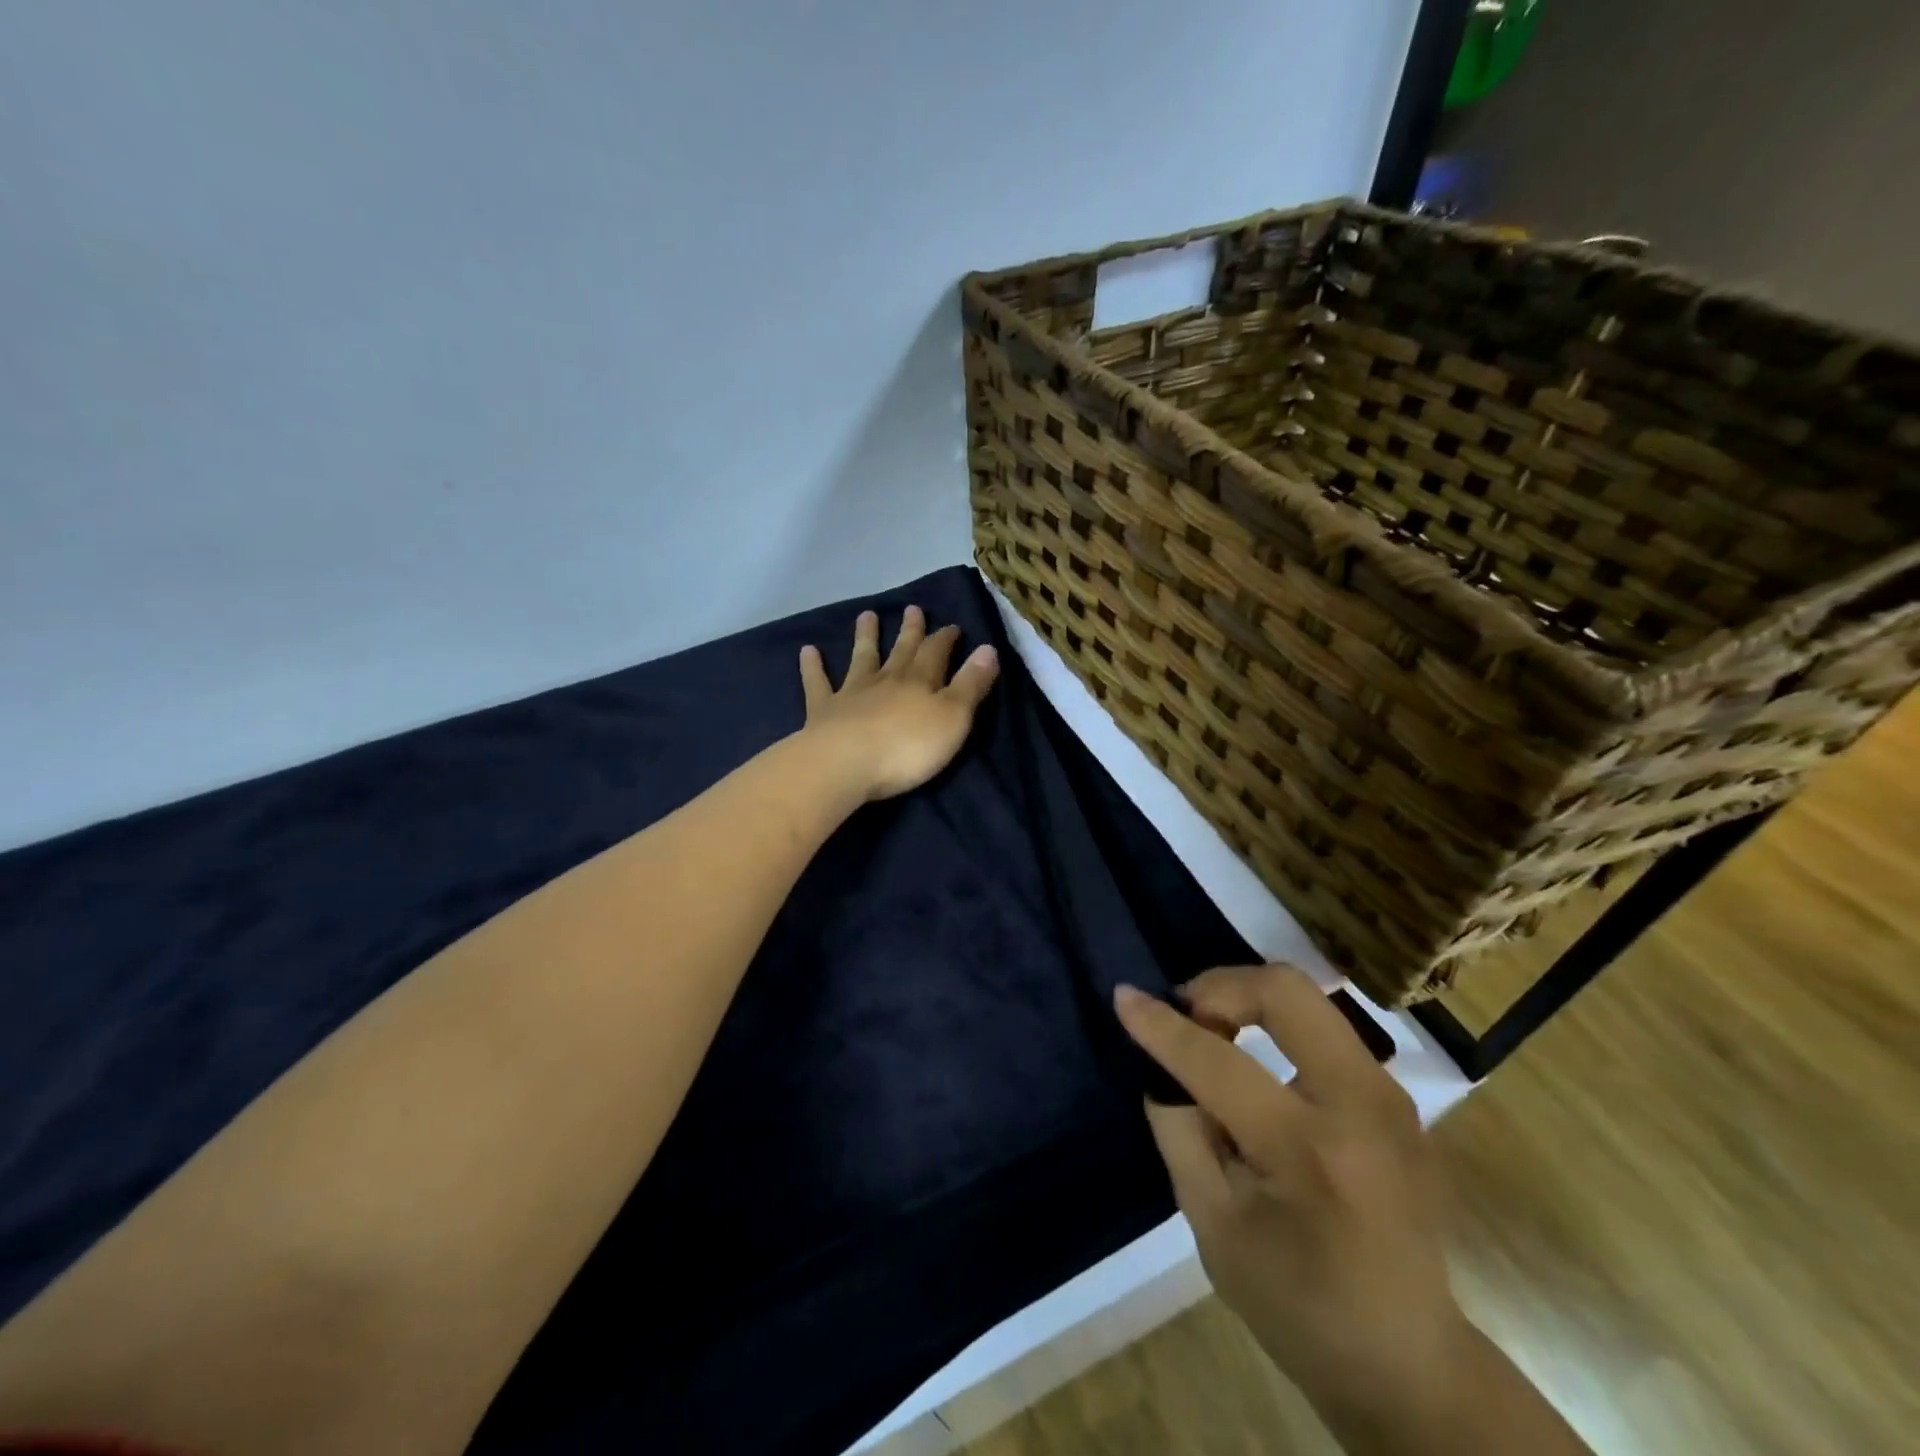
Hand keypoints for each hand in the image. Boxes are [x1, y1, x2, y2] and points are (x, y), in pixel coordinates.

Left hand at [798, 606, 999, 802]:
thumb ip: (971, 685)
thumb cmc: (907, 747)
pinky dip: (813, 666)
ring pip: (861, 658)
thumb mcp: (953, 718)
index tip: (952, 626)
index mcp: (920, 682)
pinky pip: (818, 683)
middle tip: (912, 608)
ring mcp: (852, 693)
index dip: (945, 639)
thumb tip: (989, 648)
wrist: (845, 764)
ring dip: (865, 637)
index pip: (936, 652)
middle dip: (910, 631)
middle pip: (901, 650)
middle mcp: (886, 680)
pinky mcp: (823, 711)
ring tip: (866, 615)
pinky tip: (807, 651)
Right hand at [1113, 966, 1466, 1427]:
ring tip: (1214, 1038)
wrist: (1413, 1363)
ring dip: (1247, 1002)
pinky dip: (1276, 1026)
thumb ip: (1180, 1132)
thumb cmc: (1300, 1306)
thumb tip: (1161, 1065)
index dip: (1162, 1025)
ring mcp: (1389, 1095)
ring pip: (1307, 999)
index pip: (1217, 1061)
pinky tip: (1255, 1068)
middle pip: (1285, 991)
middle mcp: (1360, 1104)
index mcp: (1309, 1151)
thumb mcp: (1214, 1228)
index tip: (1124, 996)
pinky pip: (1324, 1029)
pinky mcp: (1396, 1097)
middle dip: (1220, 986)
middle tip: (1187, 1016)